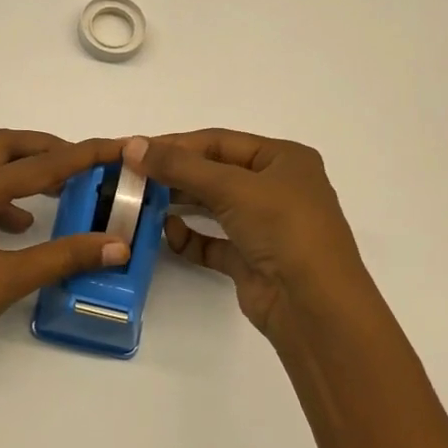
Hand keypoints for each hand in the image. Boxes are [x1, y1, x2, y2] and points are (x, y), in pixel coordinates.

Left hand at [0, 130, 129, 374]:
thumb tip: (115, 244)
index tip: (117, 146)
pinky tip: (23, 228)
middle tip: (83, 162)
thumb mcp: (8, 280)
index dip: (82, 155)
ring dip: (26, 172)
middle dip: (47, 148)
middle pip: (6, 147)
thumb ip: (62, 258)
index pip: (39, 165)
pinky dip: (9, 201)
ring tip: (62, 193)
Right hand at [125, 129, 384, 343]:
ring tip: (141, 202)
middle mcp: (277, 188)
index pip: (220, 142)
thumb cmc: (283, 228)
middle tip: (132, 177)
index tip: (135, 149)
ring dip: (179, 204)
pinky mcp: (252, 260)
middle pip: (215, 172)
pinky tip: (168, 234)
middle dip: (175, 174)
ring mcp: (265, 226)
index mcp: (284, 159)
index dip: (176, 143)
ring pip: (213, 206)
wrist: (314, 306)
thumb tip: (132, 145)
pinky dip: (190, 237)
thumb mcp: (232, 187)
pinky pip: (213, 242)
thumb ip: (179, 166)